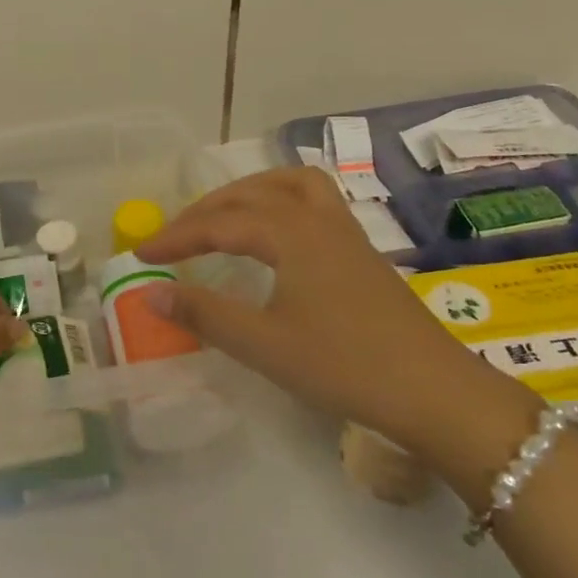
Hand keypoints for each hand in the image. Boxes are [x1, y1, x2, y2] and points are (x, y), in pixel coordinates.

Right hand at [136, 168, 534, 453]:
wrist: (436, 392)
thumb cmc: (345, 366)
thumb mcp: (264, 345)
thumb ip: (204, 314)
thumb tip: (150, 293)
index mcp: (291, 233)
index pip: (219, 224)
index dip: (175, 237)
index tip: (141, 254)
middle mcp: (317, 218)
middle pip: (250, 194)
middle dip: (205, 210)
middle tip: (174, 237)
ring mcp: (345, 231)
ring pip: (289, 185)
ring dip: (249, 192)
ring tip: (223, 215)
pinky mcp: (361, 250)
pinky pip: (313, 200)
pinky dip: (281, 201)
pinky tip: (276, 233)